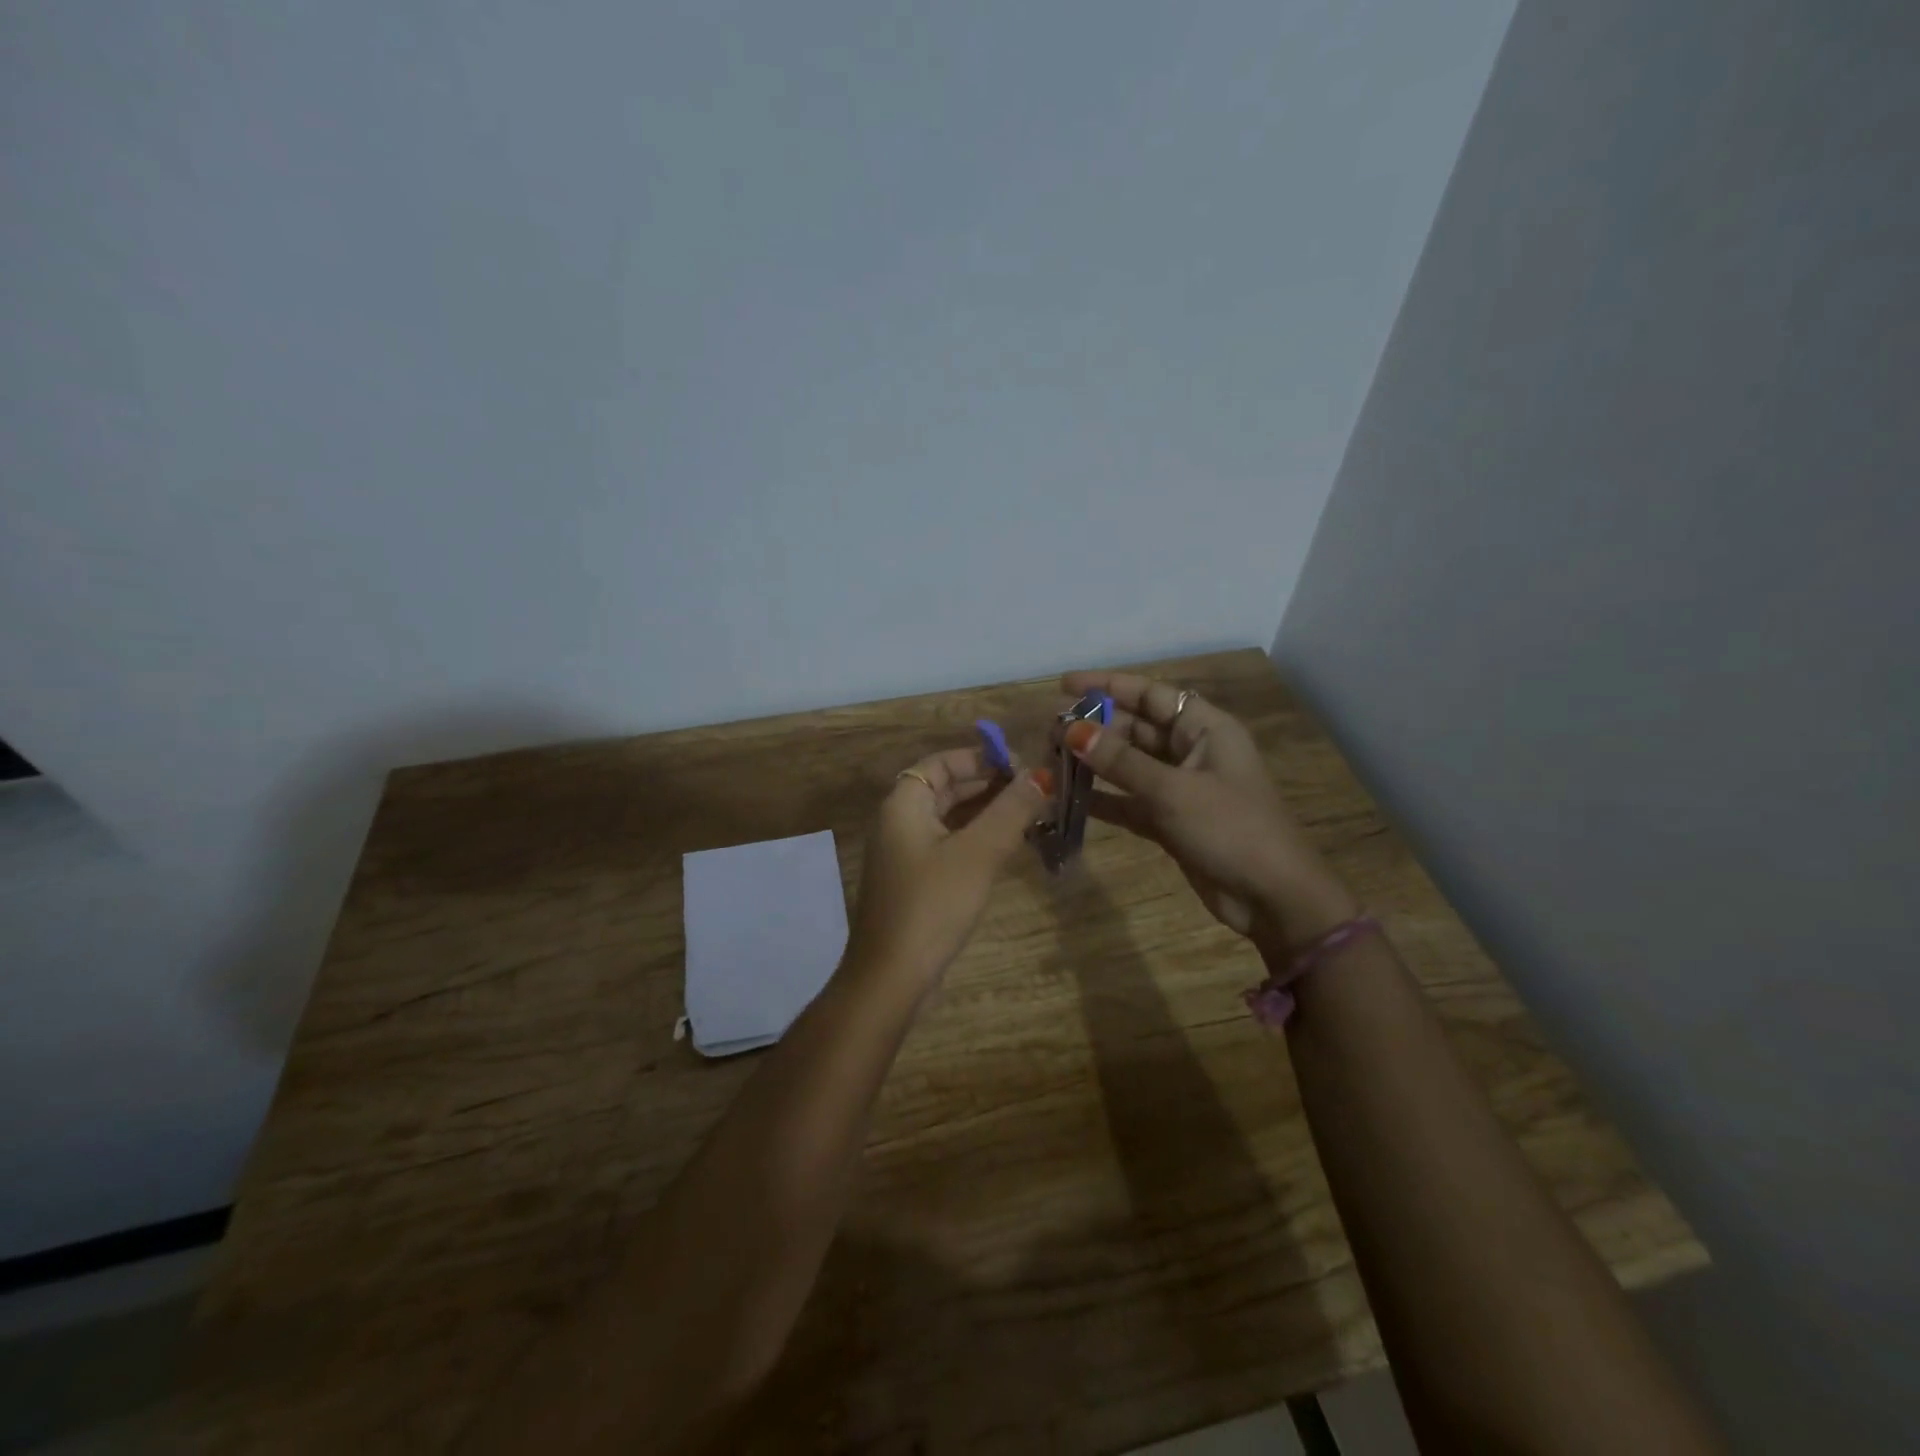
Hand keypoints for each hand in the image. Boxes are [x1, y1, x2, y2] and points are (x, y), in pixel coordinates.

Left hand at [845, 746, 1051, 986]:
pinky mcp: (915, 883)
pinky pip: (949, 847)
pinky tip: (1009, 849)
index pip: (941, 763)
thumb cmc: (932, 905)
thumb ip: (1010, 810)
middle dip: (990, 786)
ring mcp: (905, 855)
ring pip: (950, 820)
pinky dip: (977, 841)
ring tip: (1031, 816)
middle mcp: (899, 823)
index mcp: (904, 804)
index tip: (1021, 766)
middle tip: (1036, 792)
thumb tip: (1042, 774)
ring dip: (987, 815)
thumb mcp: (978, 853)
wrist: (891, 978)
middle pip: (946, 789)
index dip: (980, 758)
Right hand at [1059, 671, 1357, 956]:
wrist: (1273, 898)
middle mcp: (1193, 751)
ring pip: (1130, 765)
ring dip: (1095, 763)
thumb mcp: (1172, 791)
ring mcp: (1182, 788)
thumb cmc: (1230, 829)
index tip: (1064, 685)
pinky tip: (1069, 799)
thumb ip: (1120, 761)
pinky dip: (1104, 799)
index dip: (1108, 686)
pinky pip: (1130, 801)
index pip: (1151, 694)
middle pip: (1137, 728)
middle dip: (1095, 727)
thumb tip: (1071, 731)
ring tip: (1052, 760)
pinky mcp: (1172, 821)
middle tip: (1049, 732)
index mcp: (1206, 729)